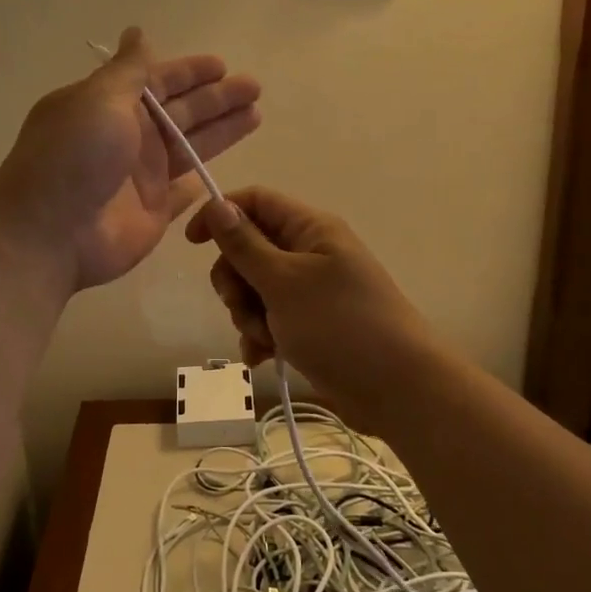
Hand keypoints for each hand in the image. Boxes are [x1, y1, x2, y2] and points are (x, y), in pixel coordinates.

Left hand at [0, 29, 260, 293]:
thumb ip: (129, 70)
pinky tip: (221, 171)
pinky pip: (183, 192)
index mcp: (111, 105)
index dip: (190, 73)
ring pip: (190, 146)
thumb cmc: (74, 157)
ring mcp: (141, 176)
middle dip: (217, 98)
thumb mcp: (99, 99)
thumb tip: (136, 32)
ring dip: (221, 131)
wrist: (50, 232)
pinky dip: (199, 182)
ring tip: (256, 114)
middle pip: (182, 112)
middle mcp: (128, 137)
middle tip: (255, 87)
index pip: (159, 81)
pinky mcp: (153, 211)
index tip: (223, 65)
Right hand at [184, 187, 442, 425]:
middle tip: (241, 305)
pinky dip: (261, 335)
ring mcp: (311, 291)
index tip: (192, 244)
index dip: (221, 214)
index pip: (255, 202)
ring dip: (248, 314)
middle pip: (249, 248)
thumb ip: (245, 245)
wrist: (398, 389)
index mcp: (310, 228)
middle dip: (235, 280)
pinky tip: (264, 357)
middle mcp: (310, 253)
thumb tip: (216, 204)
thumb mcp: (284, 282)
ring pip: (255, 288)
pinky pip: (270, 318)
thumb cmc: (340, 325)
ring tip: (263, 339)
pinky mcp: (310, 324)